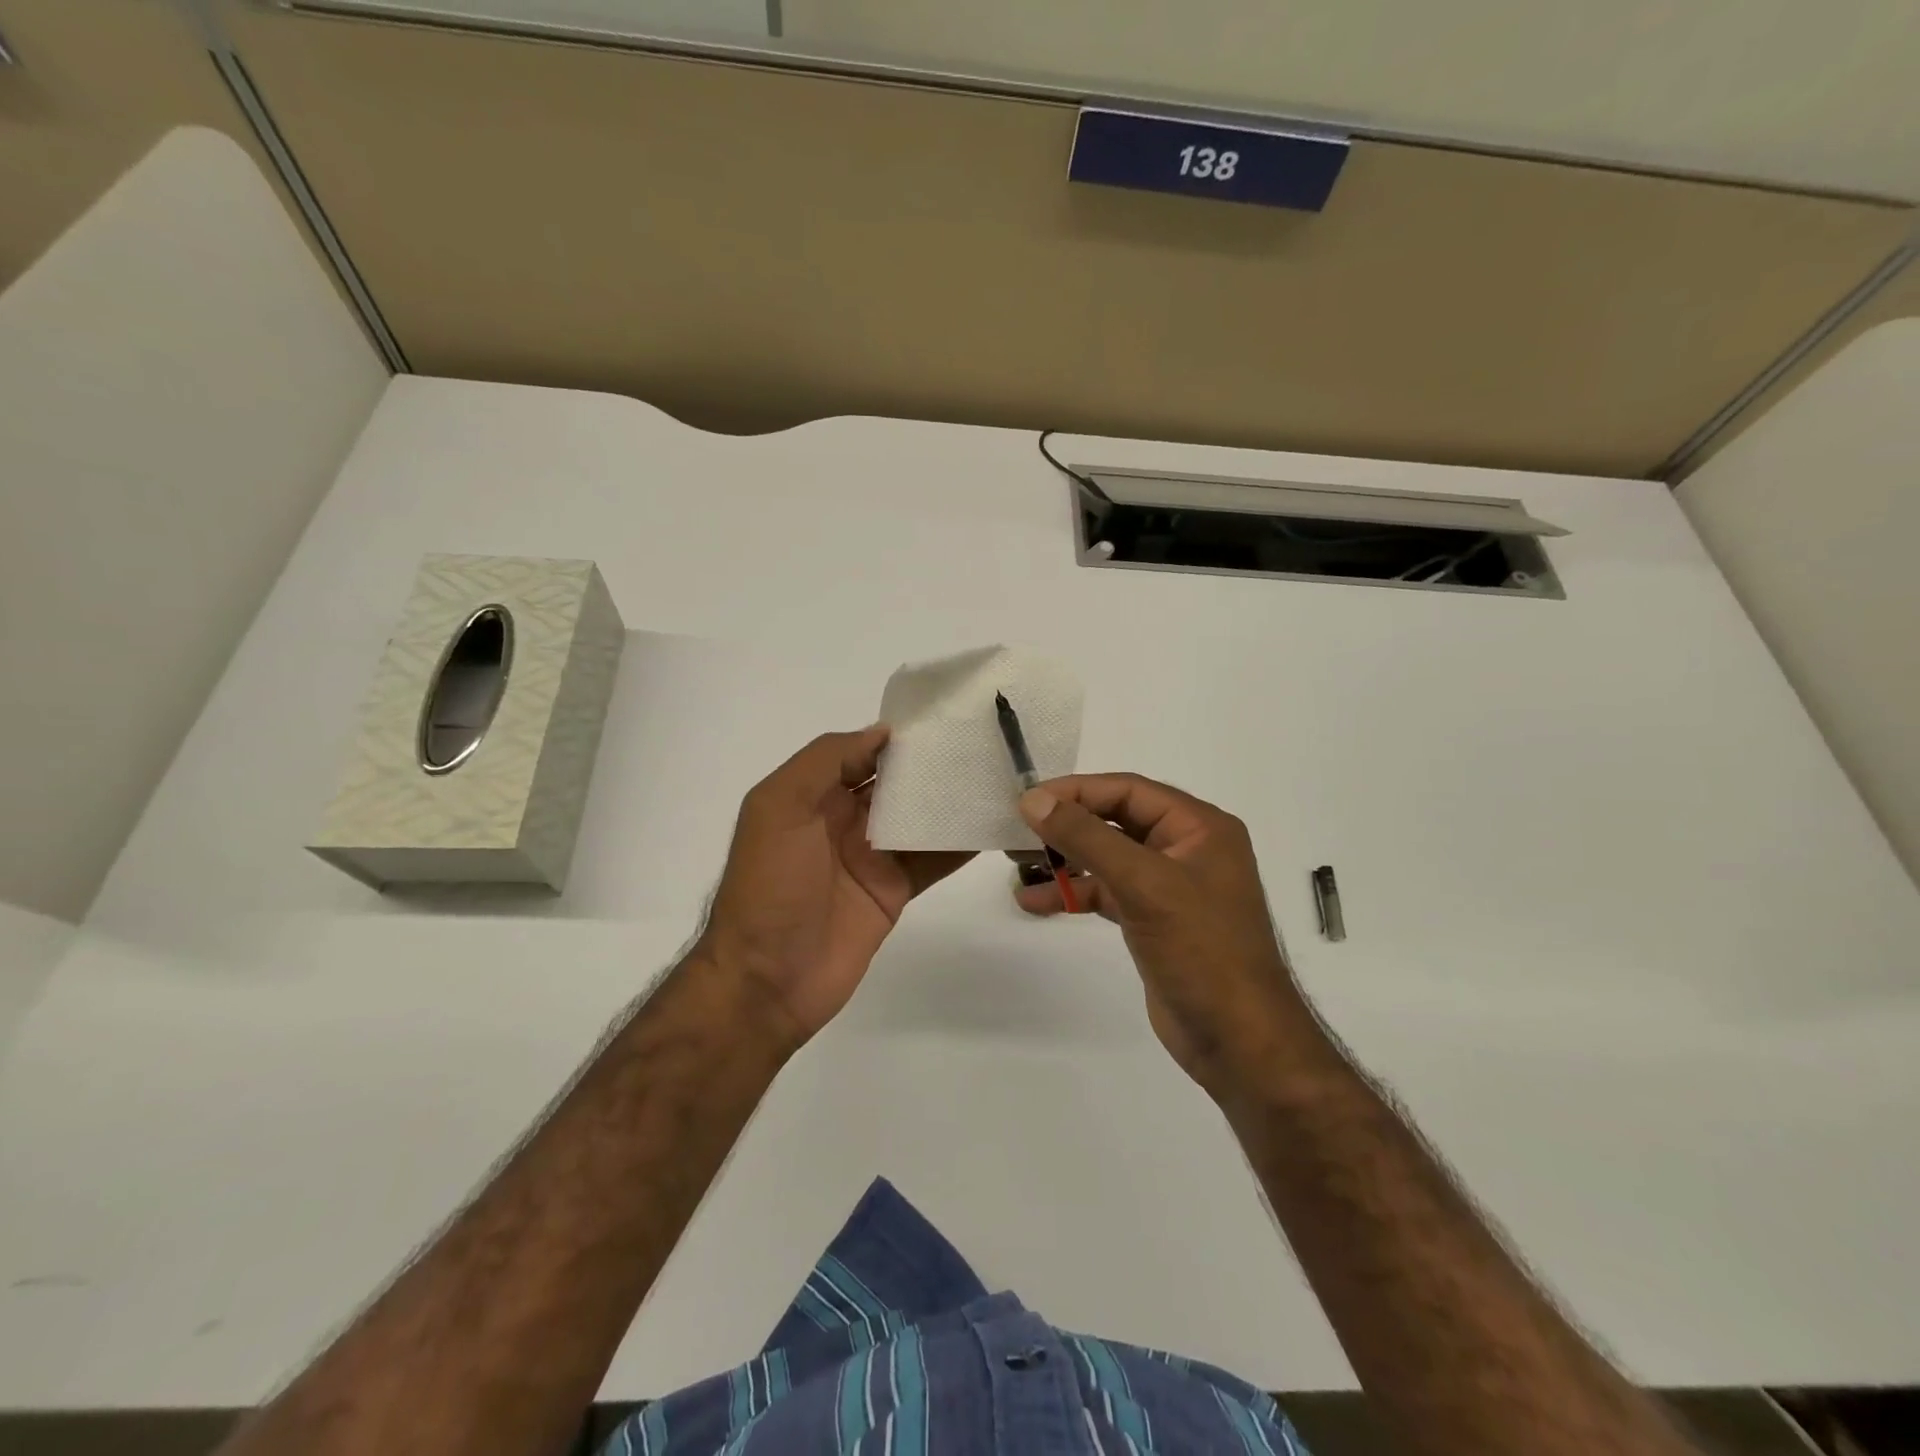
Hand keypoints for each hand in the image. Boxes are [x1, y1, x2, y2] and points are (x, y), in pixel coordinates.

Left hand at [699, 726, 972, 1044]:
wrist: (767, 979)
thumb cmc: (769, 885)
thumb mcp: (780, 807)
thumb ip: (825, 762)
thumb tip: (882, 732)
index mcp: (813, 795)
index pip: (862, 753)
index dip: (898, 737)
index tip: (945, 717)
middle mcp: (844, 820)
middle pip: (896, 784)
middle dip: (932, 765)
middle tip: (984, 743)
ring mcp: (872, 857)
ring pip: (919, 819)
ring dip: (951, 801)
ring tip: (998, 777)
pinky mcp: (894, 891)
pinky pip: (932, 860)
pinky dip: (959, 844)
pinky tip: (991, 825)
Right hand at [1014, 774, 1309, 1095]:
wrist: (1238, 1041)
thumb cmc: (1200, 949)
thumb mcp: (1142, 883)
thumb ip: (1087, 837)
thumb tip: (1033, 800)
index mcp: (1199, 827)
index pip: (1129, 790)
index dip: (1077, 791)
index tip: (1028, 800)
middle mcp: (1187, 848)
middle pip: (1117, 820)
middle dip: (1068, 825)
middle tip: (1018, 829)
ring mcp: (1170, 886)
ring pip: (1108, 857)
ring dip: (1066, 860)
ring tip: (1018, 863)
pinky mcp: (1154, 920)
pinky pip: (1108, 892)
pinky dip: (1075, 893)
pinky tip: (1036, 901)